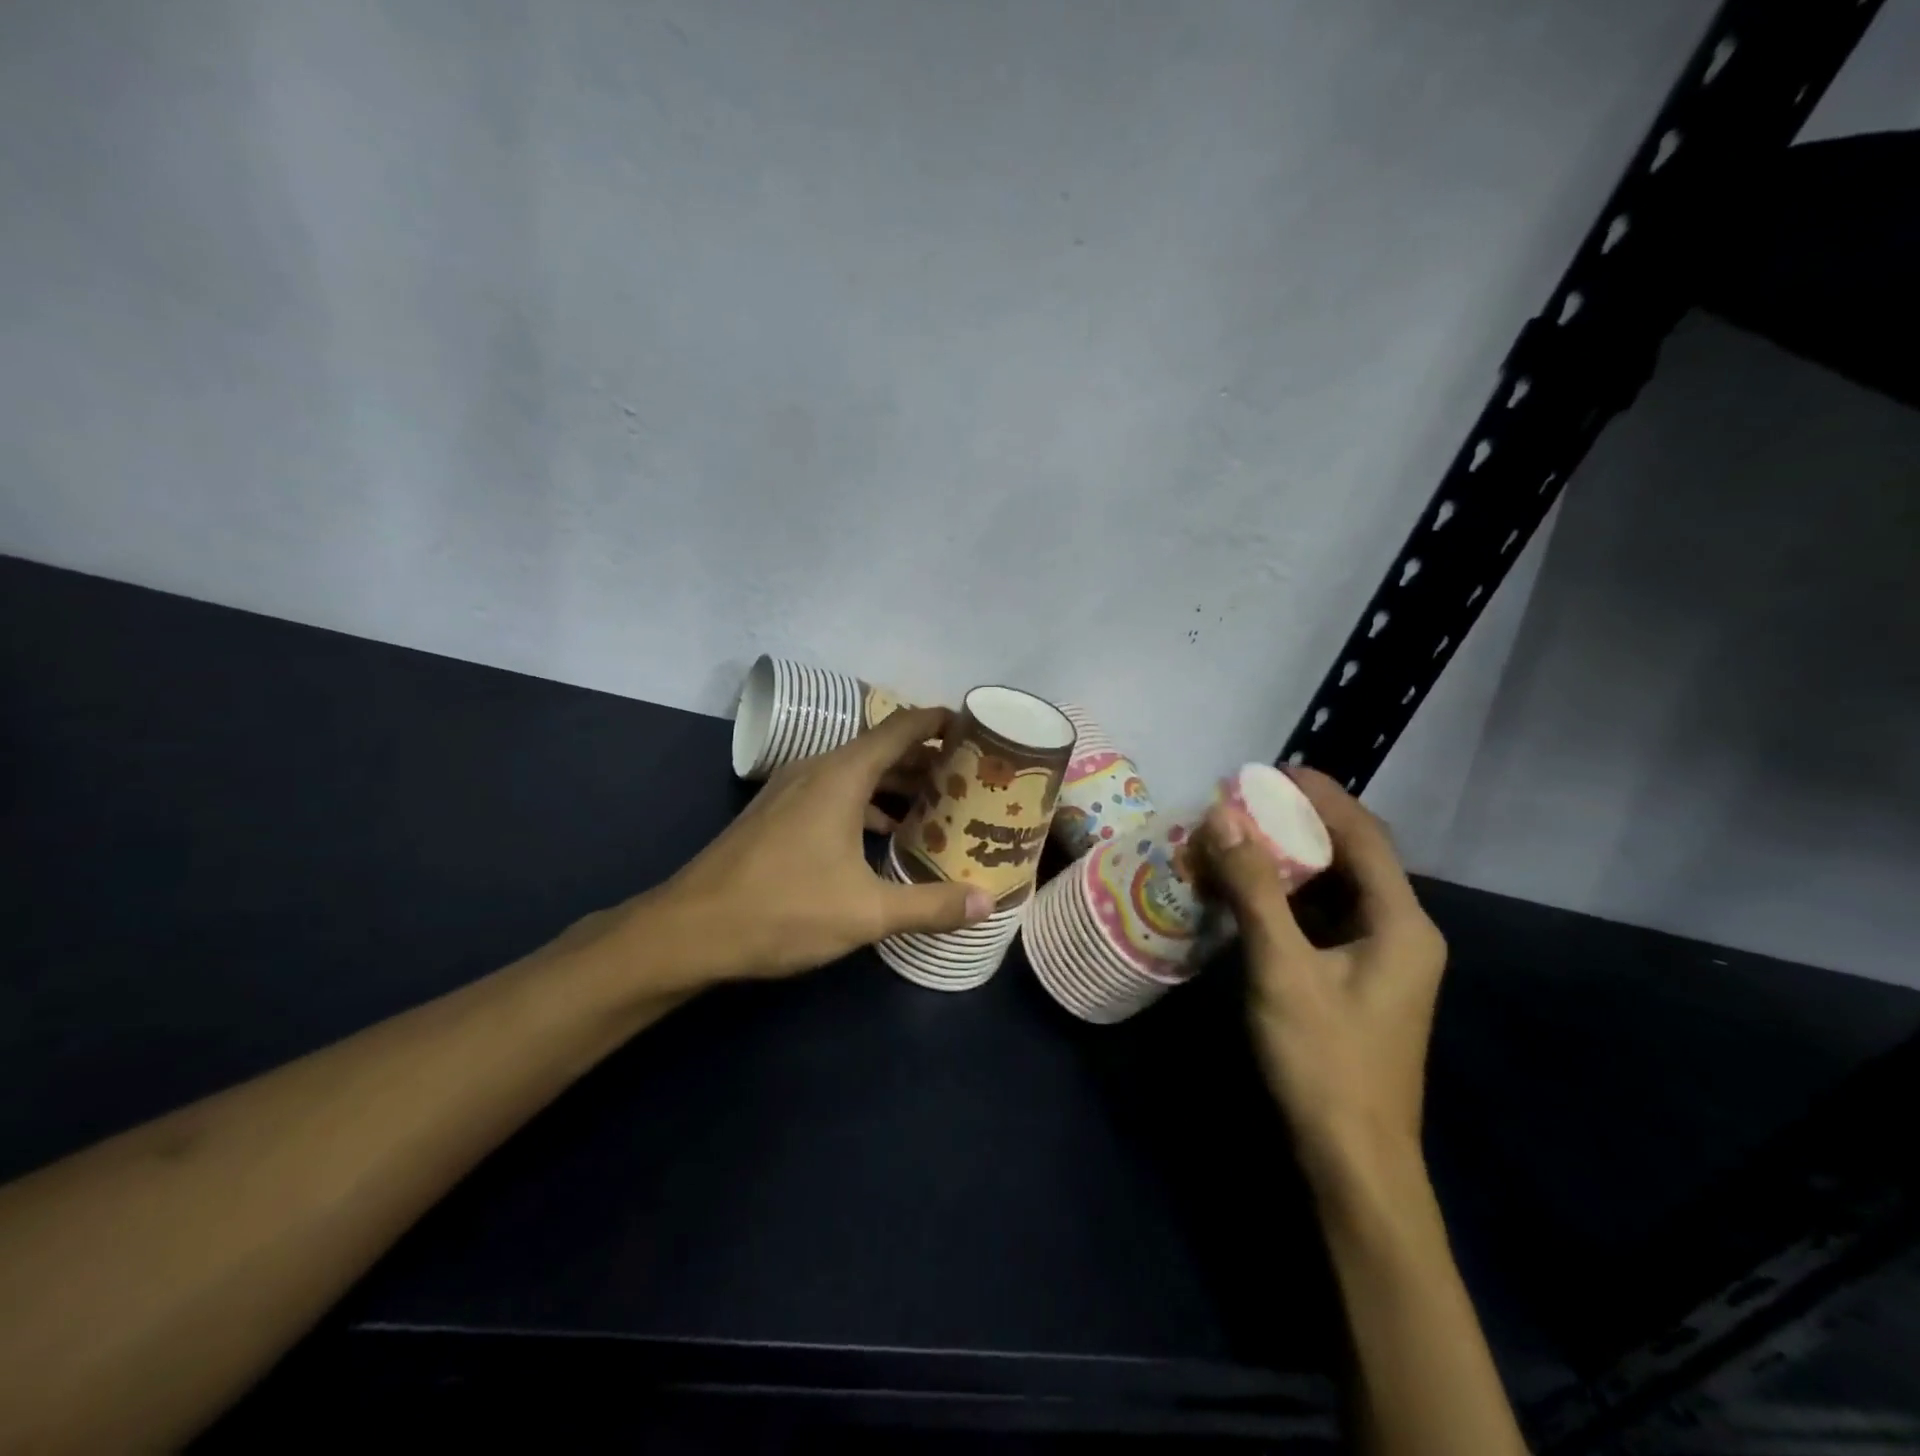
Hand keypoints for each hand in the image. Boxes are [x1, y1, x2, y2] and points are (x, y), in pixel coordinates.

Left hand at [628, 707, 993, 988]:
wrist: (689, 931)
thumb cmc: (784, 909)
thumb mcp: (867, 912)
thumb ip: (931, 905)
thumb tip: (986, 904)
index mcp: (842, 775)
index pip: (902, 727)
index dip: (941, 723)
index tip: (977, 730)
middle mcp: (816, 769)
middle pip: (883, 749)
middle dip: (927, 761)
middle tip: (970, 778)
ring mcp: (791, 790)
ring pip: (857, 773)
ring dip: (896, 785)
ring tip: (937, 806)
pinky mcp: (776, 813)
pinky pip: (834, 793)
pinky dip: (866, 804)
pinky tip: (883, 837)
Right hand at [1199, 768, 1446, 1187]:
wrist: (1353, 1160)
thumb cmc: (1324, 1060)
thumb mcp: (1282, 967)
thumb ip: (1254, 888)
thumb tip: (1223, 816)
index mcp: (1402, 923)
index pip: (1364, 836)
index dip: (1322, 796)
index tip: (1273, 770)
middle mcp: (1403, 933)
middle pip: (1354, 858)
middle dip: (1302, 825)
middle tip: (1248, 802)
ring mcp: (1382, 961)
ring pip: (1337, 890)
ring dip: (1292, 861)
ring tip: (1242, 837)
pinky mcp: (1358, 982)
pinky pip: (1325, 920)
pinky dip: (1290, 898)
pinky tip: (1251, 893)